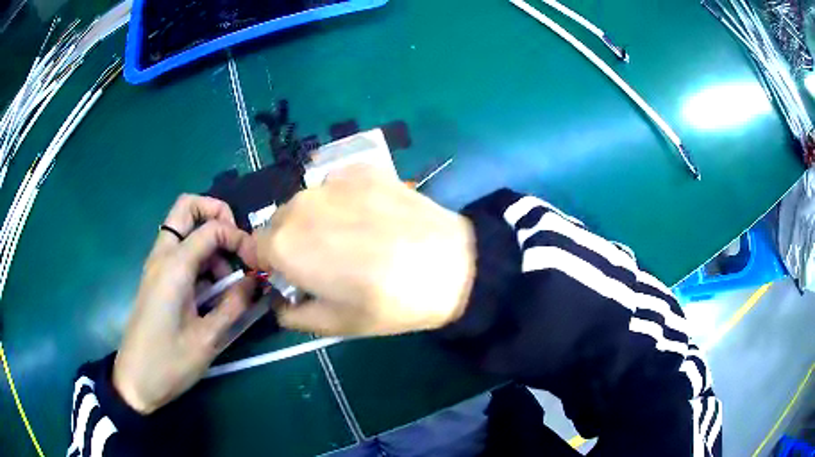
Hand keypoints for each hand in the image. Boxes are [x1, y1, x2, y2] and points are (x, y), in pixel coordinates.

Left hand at [113, 195, 257, 414]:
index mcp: (173, 267)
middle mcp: (162, 256)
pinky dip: (200, 258)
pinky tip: (213, 291)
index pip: (212, 228)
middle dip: (216, 214)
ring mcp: (157, 266)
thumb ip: (234, 305)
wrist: (135, 380)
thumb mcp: (208, 339)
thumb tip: (256, 281)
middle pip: (186, 207)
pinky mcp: (157, 279)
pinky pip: (180, 251)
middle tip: (236, 244)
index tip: (256, 265)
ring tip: (228, 281)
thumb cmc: (169, 363)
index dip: (239, 238)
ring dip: (210, 241)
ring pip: (184, 228)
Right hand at [255, 165, 476, 335]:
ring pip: (308, 202)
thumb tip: (280, 301)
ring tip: (355, 237)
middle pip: (280, 221)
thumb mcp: (334, 325)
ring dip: (318, 218)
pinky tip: (373, 216)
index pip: (257, 247)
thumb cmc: (388, 303)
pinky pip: (338, 185)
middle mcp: (300, 205)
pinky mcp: (362, 168)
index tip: (293, 274)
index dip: (273, 263)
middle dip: (292, 240)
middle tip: (328, 260)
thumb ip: (291, 315)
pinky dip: (344, 199)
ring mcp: (333, 182)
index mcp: (285, 245)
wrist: (449, 266)